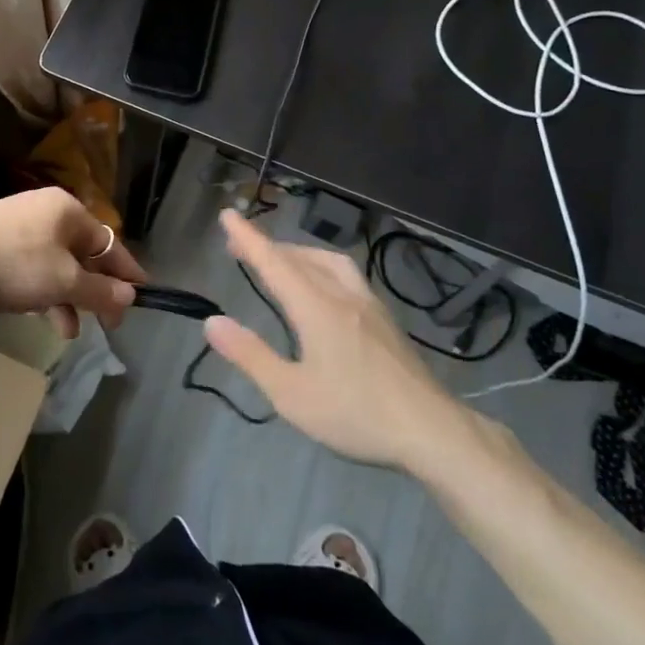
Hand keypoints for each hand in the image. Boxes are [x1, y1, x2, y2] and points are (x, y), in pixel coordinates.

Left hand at [0, 187, 144, 337]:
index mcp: (69, 211)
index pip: (110, 243)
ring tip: (68, 330)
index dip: (127, 273)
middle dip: (94, 291)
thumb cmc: (16, 265)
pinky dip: (43, 290)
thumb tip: (130, 295)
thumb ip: (101, 291)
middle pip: (84, 254)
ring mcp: (21, 223)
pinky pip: (34, 265)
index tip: (143, 297)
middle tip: (106, 323)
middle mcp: (47, 210)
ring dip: (68, 297)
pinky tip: (41, 314)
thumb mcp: (64, 283)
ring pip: (58, 263)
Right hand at [205, 210, 478, 477]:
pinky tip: (323, 285)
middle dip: (267, 246)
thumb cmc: (356, 413)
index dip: (248, 238)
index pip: (274, 262)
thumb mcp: (291, 394)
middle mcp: (342, 295)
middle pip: (299, 257)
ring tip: (280, 260)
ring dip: (297, 252)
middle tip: (239, 246)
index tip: (228, 214)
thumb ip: (251, 355)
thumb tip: (212, 321)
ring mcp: (368, 304)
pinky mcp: (385, 319)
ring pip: (327, 261)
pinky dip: (321, 266)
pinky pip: (345, 274)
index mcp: (316, 307)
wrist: (432, 431)